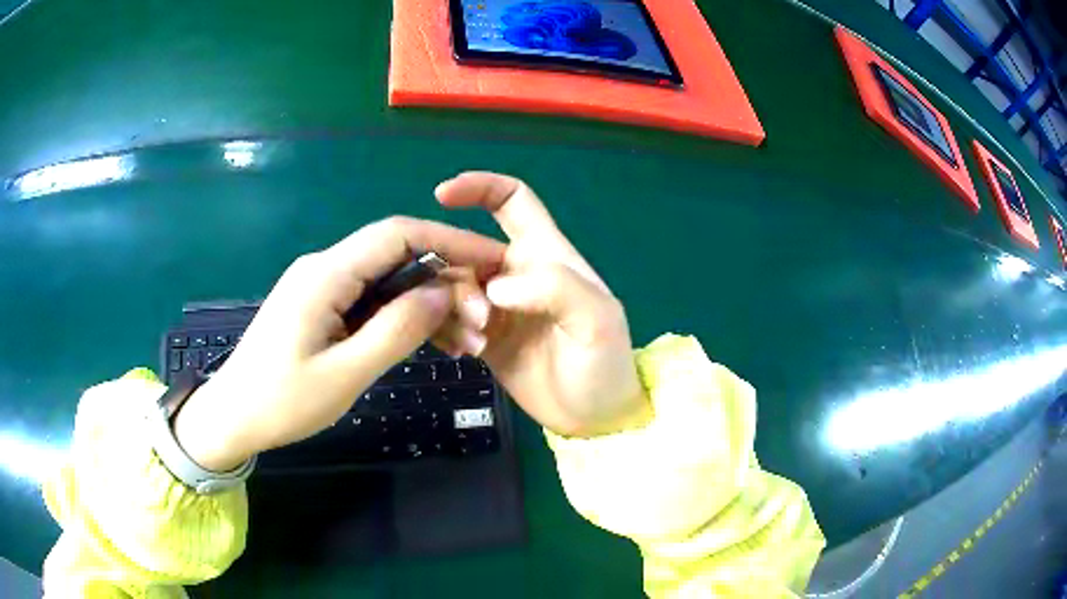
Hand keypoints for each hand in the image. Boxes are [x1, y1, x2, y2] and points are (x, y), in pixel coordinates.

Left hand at [173, 217, 505, 470]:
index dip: (450, 240)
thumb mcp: (344, 374)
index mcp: (326, 274)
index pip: (398, 234)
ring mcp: (323, 287)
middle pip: (398, 255)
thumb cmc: (282, 402)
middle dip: (446, 281)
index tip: (491, 261)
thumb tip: (443, 292)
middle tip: (482, 323)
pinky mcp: (322, 307)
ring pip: (389, 280)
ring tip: (466, 342)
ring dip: (428, 304)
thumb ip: (395, 330)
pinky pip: (372, 301)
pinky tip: (430, 341)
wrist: (233, 416)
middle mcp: (326, 268)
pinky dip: (403, 317)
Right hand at [436, 172, 651, 436]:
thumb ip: (555, 289)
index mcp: (546, 254)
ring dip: (450, 309)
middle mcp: (516, 274)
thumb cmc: (604, 365)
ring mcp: (495, 306)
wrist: (595, 419)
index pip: (511, 201)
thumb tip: (495, 287)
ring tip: (474, 346)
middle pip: (465, 249)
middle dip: (454, 273)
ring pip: (450, 285)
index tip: (441, 196)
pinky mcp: (481, 336)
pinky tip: (461, 353)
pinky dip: (443, 328)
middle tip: (475, 319)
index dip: (478, 187)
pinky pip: (447, 317)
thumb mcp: (595, 320)